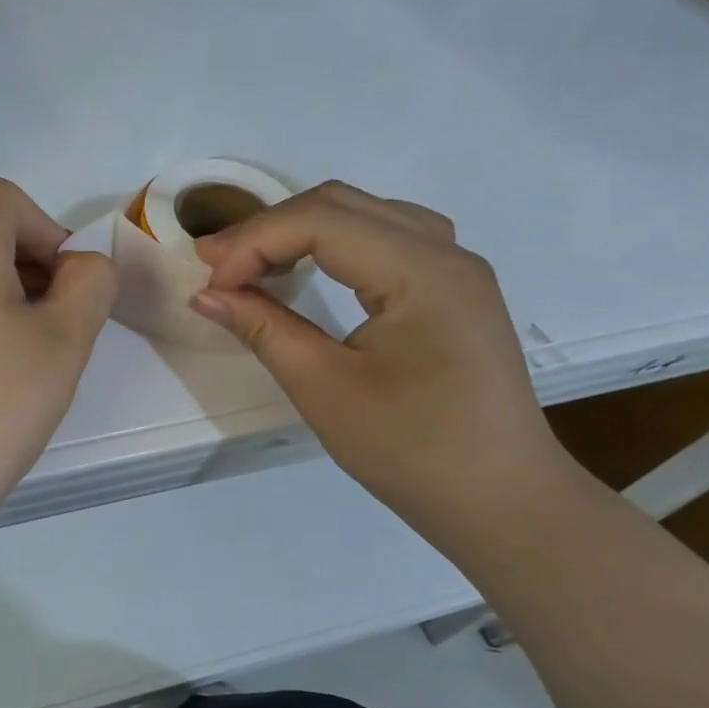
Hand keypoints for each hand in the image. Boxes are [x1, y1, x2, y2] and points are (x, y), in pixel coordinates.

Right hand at [189, 181, 571, 524]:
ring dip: (300, 230)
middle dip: (269, 229)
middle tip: (216, 268)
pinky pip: (385, 237)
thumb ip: (263, 329)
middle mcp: (446, 252)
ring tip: (253, 266)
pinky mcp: (453, 289)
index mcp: (422, 272)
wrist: (503, 502)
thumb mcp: (324, 389)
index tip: (209, 285)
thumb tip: (205, 295)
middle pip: (341, 205)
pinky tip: (310, 270)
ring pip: (364, 213)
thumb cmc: (413, 451)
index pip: (320, 221)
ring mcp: (456, 268)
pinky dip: (335, 243)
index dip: (253, 243)